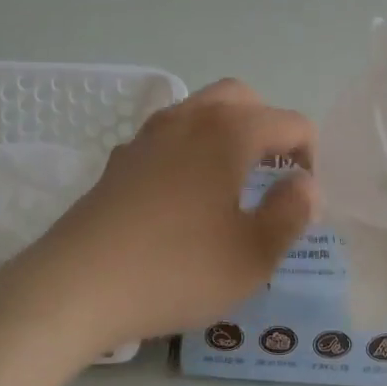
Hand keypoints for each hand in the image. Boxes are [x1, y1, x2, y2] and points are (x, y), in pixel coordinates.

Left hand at [6, 78, 318, 359]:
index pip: (290, 122)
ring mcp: (147, 135)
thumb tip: (306, 185)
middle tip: (274, 174)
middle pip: (242, 98)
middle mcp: (189, 118)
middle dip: (268, 127)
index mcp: (229, 132)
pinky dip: (189, 148)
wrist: (76, 287)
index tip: (304, 199)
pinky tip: (183, 195)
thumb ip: (291, 213)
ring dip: (227, 132)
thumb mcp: (252, 255)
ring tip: (233, 182)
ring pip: (200, 109)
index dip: (310, 156)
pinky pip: (167, 136)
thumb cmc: (176, 270)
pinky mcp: (119, 160)